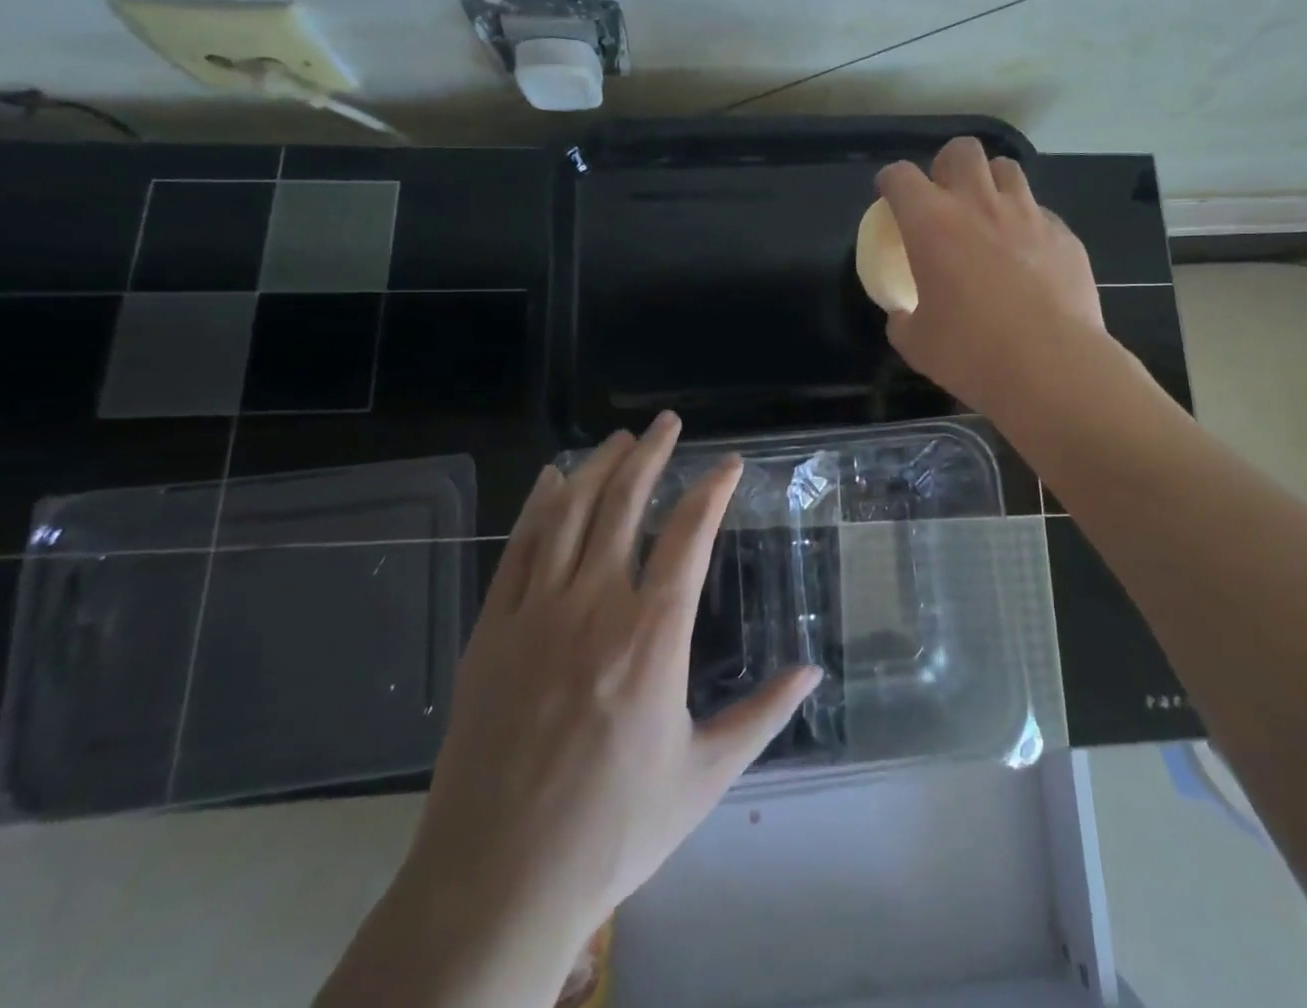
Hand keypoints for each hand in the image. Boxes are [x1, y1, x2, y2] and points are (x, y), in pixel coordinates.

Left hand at [329, 415, 818, 1007]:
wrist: (497, 884)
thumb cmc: (615, 830)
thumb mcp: (706, 775)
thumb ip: (764, 714)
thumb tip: (814, 671)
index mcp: (653, 635)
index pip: (690, 534)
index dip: (712, 489)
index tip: (729, 464)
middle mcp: (595, 606)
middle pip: (625, 504)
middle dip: (650, 454)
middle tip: (666, 421)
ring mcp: (536, 614)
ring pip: (570, 515)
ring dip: (598, 468)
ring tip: (619, 438)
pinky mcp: (492, 633)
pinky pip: (517, 551)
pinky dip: (537, 507)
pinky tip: (551, 480)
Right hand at [877, 136, 1104, 411]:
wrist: (1051, 366)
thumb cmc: (971, 352)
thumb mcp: (916, 343)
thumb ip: (903, 319)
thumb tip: (904, 315)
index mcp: (932, 223)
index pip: (900, 176)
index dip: (891, 181)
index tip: (890, 195)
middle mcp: (979, 205)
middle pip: (962, 150)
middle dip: (947, 165)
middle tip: (945, 196)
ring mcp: (1028, 214)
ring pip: (1007, 169)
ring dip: (991, 182)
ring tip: (988, 212)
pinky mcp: (1064, 234)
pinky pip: (1041, 211)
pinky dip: (1027, 222)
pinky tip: (1028, 254)